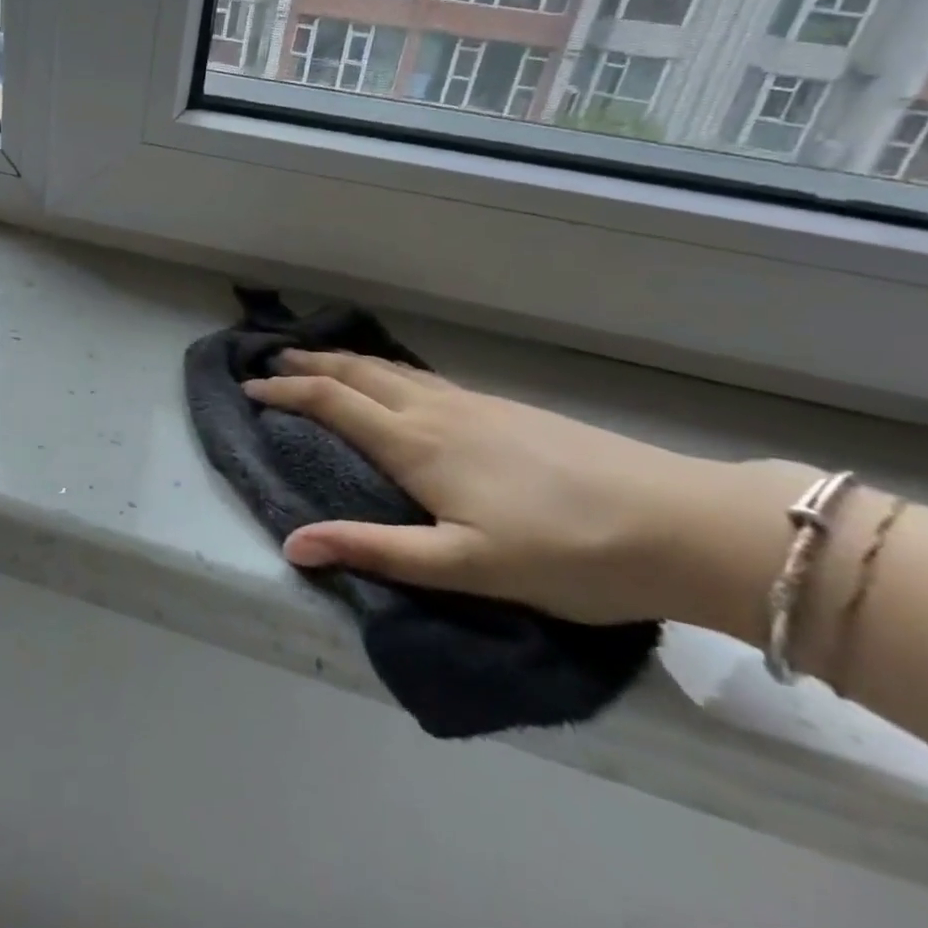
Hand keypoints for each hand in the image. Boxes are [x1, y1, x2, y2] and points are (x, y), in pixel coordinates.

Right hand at [245, 352, 811, 634]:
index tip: (250, 389)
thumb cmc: (565, 553)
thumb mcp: (464, 566)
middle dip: (310, 363)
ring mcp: (475, 404)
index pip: (333, 403)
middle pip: (358, 372)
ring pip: (392, 370)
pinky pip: (422, 377)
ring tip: (320, 361)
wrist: (677, 522)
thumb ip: (375, 550)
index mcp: (418, 444)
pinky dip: (386, 371)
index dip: (287, 393)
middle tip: (272, 361)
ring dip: (346, 362)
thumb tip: (292, 544)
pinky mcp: (505, 408)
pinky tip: (397, 383)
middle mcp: (437, 411)